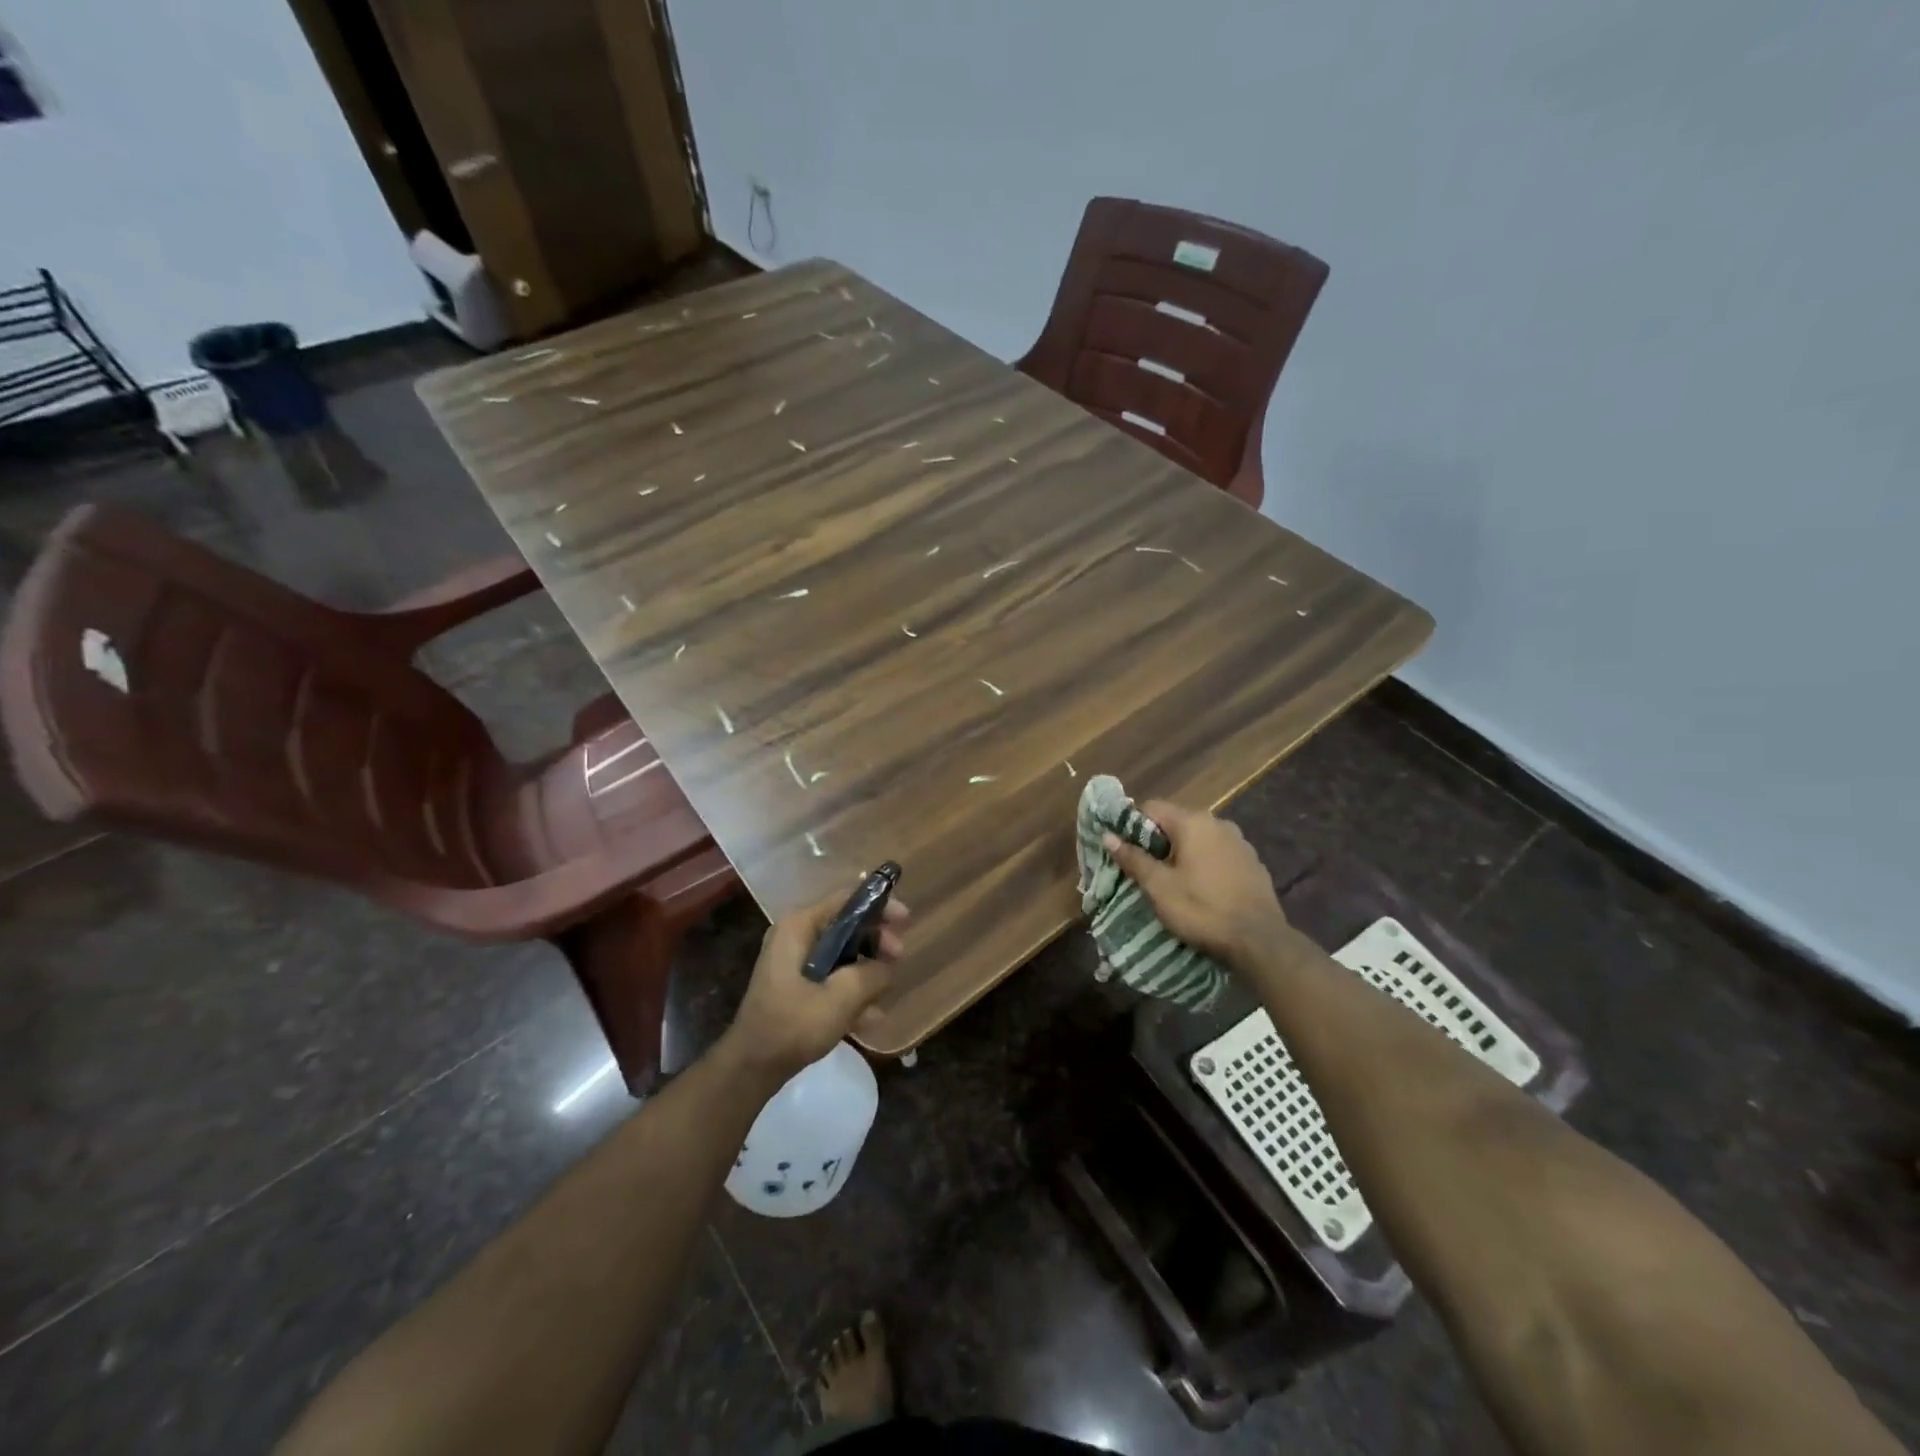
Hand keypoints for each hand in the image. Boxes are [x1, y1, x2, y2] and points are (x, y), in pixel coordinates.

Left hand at [722, 885, 909, 1081]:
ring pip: (843, 953)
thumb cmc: (792, 1025)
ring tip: (884, 995)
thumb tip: (887, 966)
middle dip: (875, 942)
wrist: (751, 1068)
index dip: (879, 905)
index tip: (905, 920)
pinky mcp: (796, 985)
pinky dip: (851, 990)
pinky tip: (870, 1017)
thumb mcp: (840, 998)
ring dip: (867, 970)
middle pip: (847, 925)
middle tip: (898, 959)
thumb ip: (871, 974)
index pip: (846, 900)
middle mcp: (795, 936)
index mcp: (799, 926)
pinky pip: (832, 976)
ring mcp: (794, 962)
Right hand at [1103, 801, 1290, 967]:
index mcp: (1193, 822)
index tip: (1125, 850)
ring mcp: (1240, 842)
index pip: (1151, 807)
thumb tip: (1108, 836)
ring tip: (1173, 881)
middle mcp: (1218, 823)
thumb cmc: (1201, 909)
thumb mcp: (1159, 887)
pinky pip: (1219, 854)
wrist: (1259, 941)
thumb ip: (1133, 858)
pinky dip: (1205, 864)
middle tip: (1146, 870)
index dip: (1132, 825)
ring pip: (1199, 839)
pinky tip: (1203, 889)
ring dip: (1183, 853)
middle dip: (1158, 842)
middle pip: (1176, 822)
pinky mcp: (1253, 863)